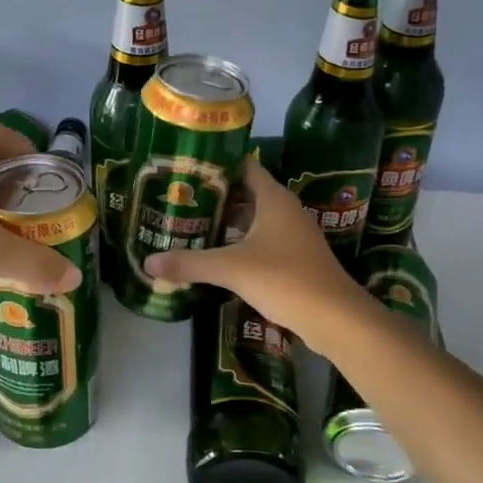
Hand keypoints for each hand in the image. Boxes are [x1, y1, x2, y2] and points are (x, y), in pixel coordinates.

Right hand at [144, 156, 360, 340]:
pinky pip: (263, 240)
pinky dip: (242, 242)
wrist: (334, 317)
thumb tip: (147, 262)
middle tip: (181, 200)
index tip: (187, 169)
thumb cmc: (283, 278)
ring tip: (193, 226)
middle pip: (247, 193)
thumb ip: (190, 263)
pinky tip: (220, 255)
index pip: (244, 166)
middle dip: (216, 196)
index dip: (218, 165)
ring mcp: (294, 234)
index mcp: (273, 198)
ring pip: (255, 219)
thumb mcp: (231, 269)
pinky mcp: (297, 257)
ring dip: (229, 222)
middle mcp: (285, 209)